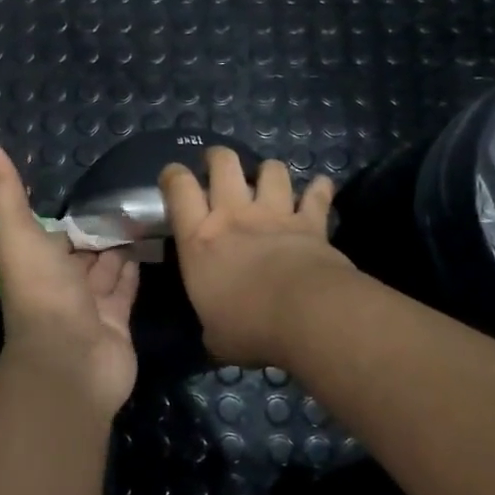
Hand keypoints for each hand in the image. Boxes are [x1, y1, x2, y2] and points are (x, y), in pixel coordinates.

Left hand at [0, 140, 139, 413]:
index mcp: (34, 261)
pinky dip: (135, 268)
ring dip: (118, 244)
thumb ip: (5, 189)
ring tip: (143, 213)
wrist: (71, 359)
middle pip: (81, 249)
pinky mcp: (118, 319)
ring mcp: (90, 303)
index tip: (87, 188)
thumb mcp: (17, 232)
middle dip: (97, 228)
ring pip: (105, 266)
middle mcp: (60, 281)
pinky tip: (148, 245)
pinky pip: (127, 287)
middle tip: (126, 197)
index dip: (65, 215)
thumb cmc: (41, 291)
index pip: (50, 232)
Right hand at [159, 148, 354, 366]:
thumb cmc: (249, 327)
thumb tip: (216, 336)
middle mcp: (234, 215)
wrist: (307, 316)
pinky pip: (317, 195)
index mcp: (199, 239)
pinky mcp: (311, 223)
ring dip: (268, 171)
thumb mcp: (215, 335)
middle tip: (217, 167)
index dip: (173, 175)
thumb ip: (212, 326)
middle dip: (218, 158)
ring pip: (271, 170)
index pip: (178, 188)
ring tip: (268, 180)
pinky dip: (319, 190)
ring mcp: (274, 214)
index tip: (173, 177)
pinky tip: (321, 187)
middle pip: (223, 163)